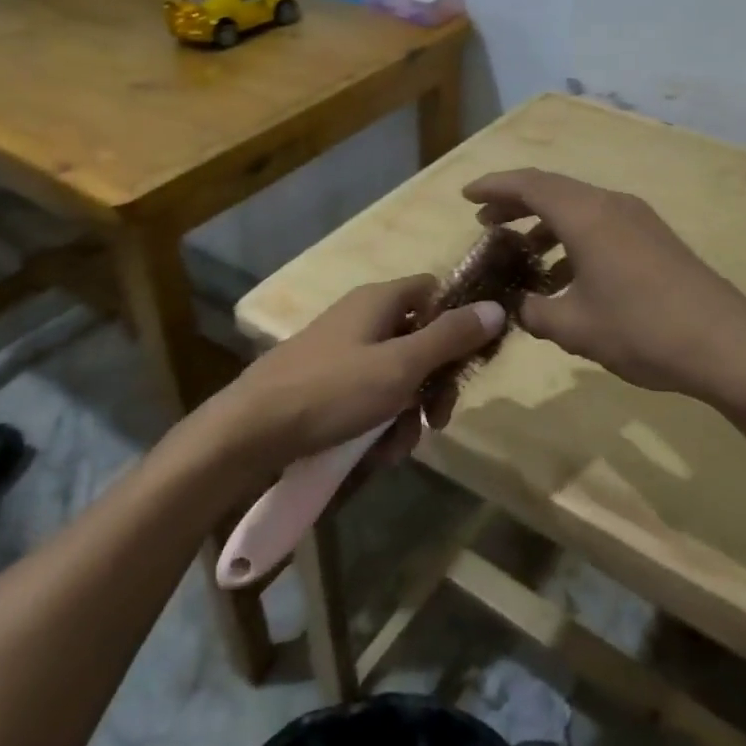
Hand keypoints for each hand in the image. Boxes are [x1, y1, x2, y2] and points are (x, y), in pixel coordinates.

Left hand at [212, 276, 505, 473]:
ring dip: (406, 414)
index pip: (434, 291)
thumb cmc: (332, 391)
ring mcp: (341, 353)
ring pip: (396, 377)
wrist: (249, 433)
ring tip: (395, 448)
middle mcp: (361, 319)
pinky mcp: (325, 386)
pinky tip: (373, 454)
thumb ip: (450, 337)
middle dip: (433, 384)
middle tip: (438, 418)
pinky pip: (368, 398)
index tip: (473, 358)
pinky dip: (378, 424)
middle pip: (419, 340)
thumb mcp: (401, 366)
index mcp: (379, 300)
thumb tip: (496, 307)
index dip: (459, 319)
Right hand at [463, 168, 745, 398]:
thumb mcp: (575, 327)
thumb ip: (536, 312)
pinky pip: (601, 225)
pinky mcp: (654, 239)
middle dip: (516, 204)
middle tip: (486, 224)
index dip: (494, 187)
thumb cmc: (641, 329)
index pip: (529, 184)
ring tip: (521, 254)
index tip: (466, 196)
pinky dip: (573, 239)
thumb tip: (521, 306)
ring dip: (546, 225)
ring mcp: (637, 220)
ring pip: (579, 209)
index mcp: (586, 215)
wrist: (726, 343)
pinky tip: (566, 277)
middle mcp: (611, 205)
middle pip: (553, 191)